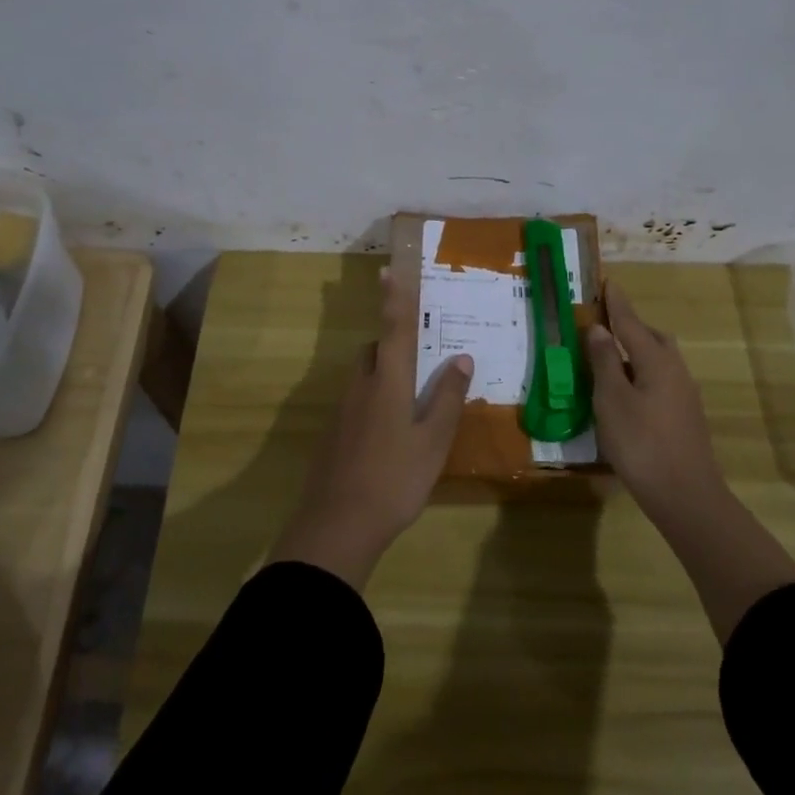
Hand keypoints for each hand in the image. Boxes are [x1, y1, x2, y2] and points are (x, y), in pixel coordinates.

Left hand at [269, 268, 472, 590]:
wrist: (337, 525)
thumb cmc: (394, 479)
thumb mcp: (433, 441)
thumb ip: (448, 398)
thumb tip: (460, 358)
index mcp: (388, 382)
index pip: (393, 329)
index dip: (395, 299)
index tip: (389, 270)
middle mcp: (361, 387)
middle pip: (375, 351)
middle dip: (393, 346)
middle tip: (420, 361)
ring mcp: (342, 411)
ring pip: (364, 378)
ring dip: (384, 376)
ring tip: (411, 402)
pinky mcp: (333, 435)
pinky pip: (356, 403)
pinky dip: (374, 403)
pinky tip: (389, 436)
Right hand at [585, 279, 725, 524]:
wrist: (686, 496)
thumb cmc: (642, 443)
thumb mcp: (611, 399)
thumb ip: (604, 361)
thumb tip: (598, 328)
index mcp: (656, 360)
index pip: (631, 322)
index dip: (616, 303)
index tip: (607, 282)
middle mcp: (675, 370)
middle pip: (652, 338)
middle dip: (630, 327)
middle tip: (605, 324)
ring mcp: (684, 395)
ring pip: (659, 360)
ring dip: (637, 352)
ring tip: (611, 360)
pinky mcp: (686, 417)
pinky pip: (661, 380)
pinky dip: (642, 374)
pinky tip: (627, 393)